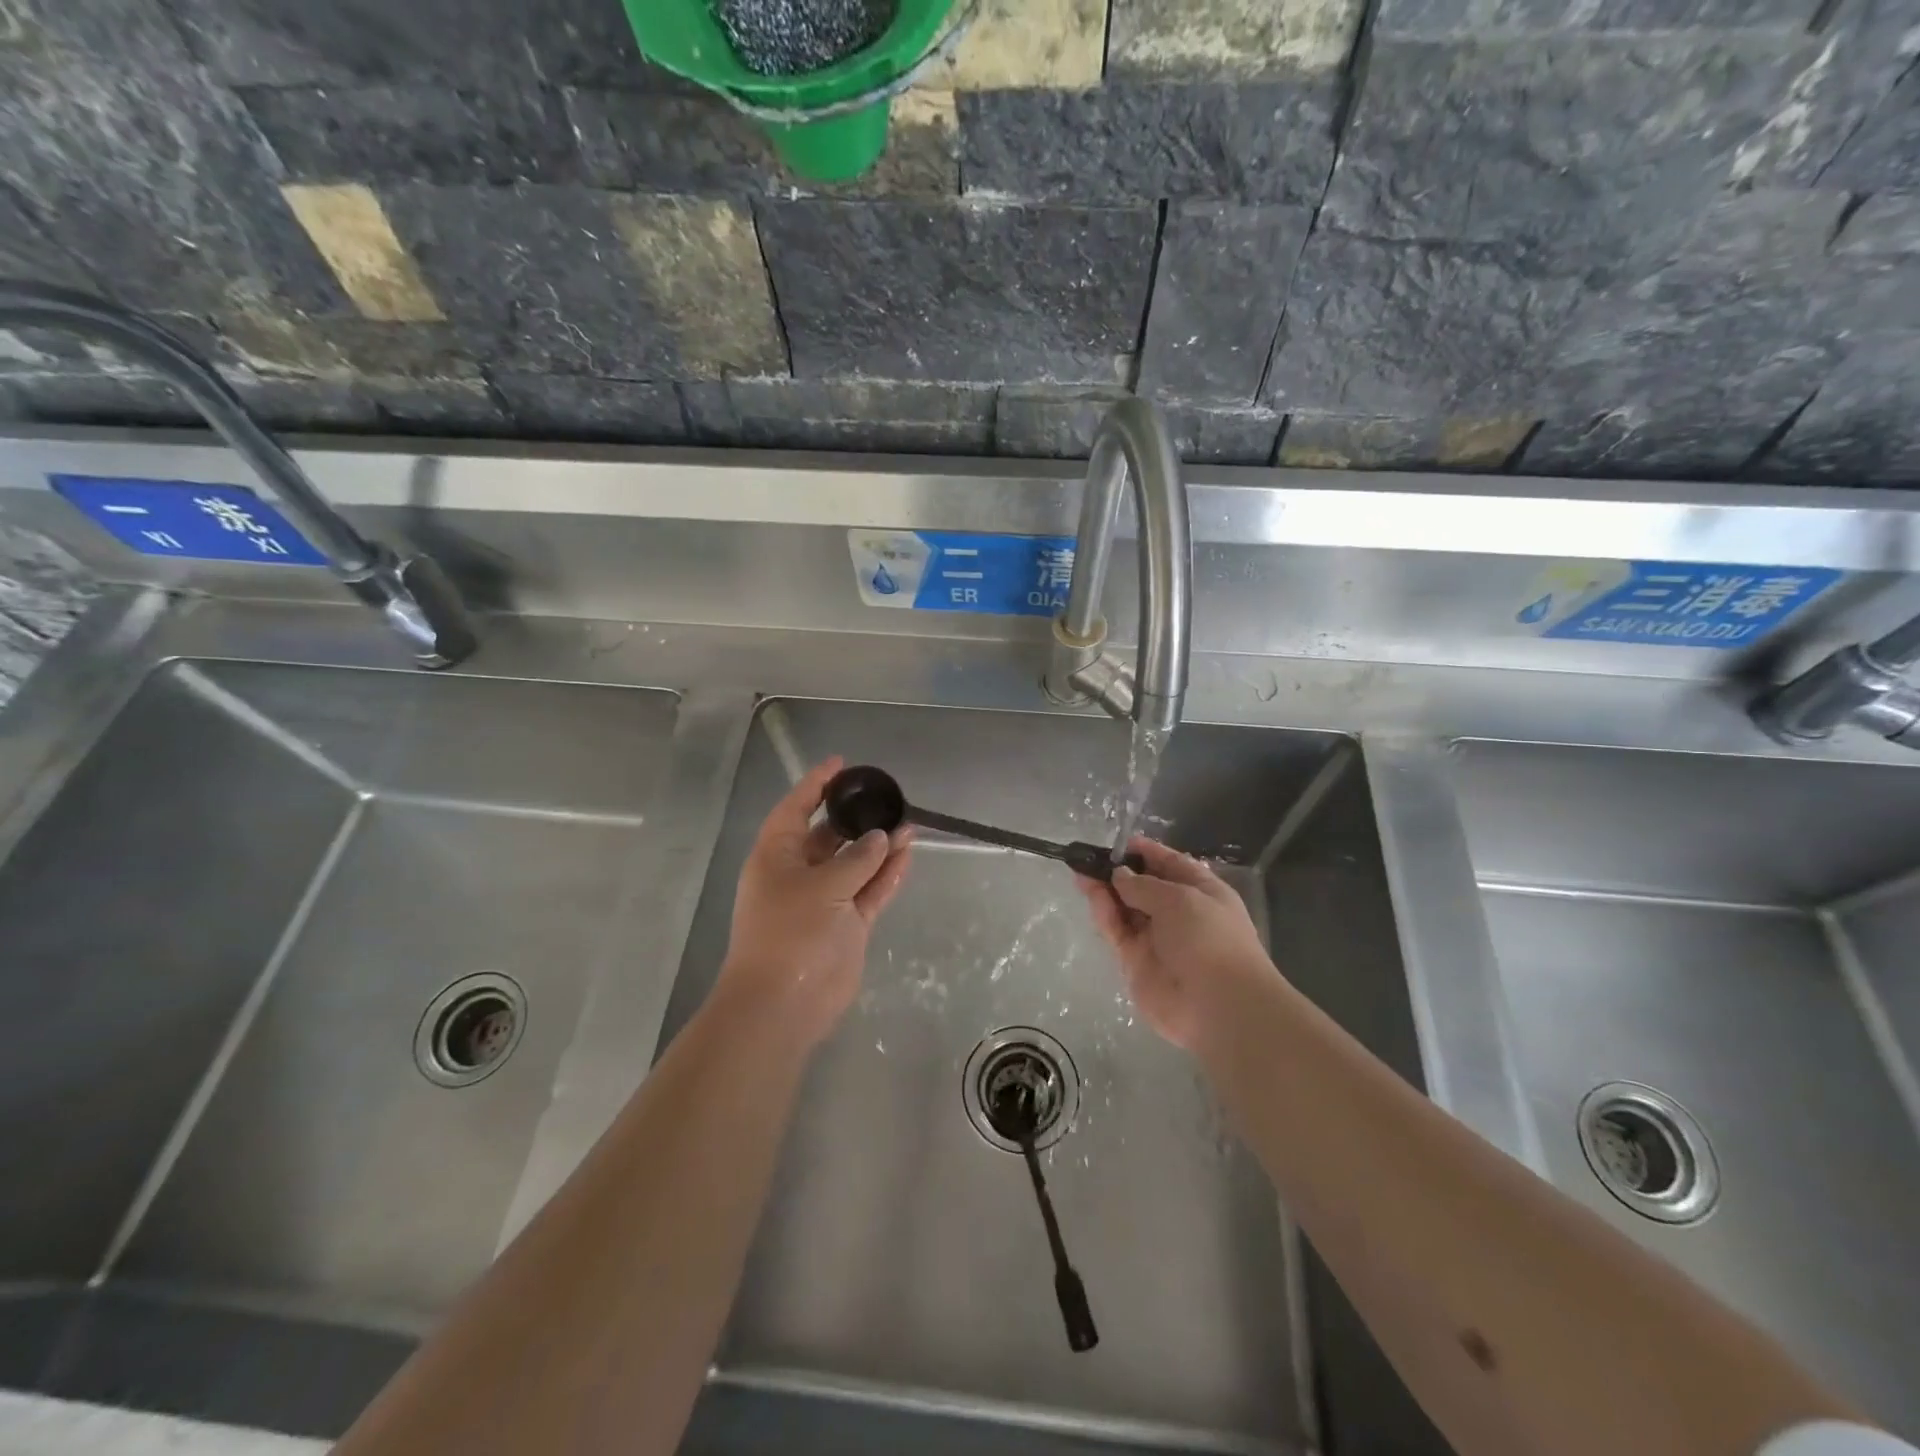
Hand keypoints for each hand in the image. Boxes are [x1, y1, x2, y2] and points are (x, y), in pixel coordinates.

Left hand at [718, 757, 912, 1049]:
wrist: (785, 1003)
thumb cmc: (791, 932)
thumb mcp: (823, 886)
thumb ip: (857, 859)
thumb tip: (881, 838)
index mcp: (776, 856)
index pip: (796, 809)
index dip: (816, 785)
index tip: (842, 764)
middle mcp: (799, 874)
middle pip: (829, 836)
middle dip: (856, 819)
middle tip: (887, 798)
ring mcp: (825, 901)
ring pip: (856, 864)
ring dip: (879, 847)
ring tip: (908, 824)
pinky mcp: (846, 926)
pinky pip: (870, 891)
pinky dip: (887, 875)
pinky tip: (907, 854)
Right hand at [1074, 838, 1272, 1051]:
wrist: (1217, 1005)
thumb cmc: (1209, 938)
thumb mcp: (1180, 898)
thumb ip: (1143, 885)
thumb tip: (1120, 875)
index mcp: (1202, 892)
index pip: (1171, 865)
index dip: (1147, 852)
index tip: (1120, 842)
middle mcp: (1179, 913)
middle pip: (1143, 887)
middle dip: (1119, 871)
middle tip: (1089, 857)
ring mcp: (1156, 938)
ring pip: (1125, 908)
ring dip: (1104, 890)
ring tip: (1080, 871)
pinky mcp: (1136, 961)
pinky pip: (1117, 931)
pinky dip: (1104, 913)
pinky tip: (1091, 894)